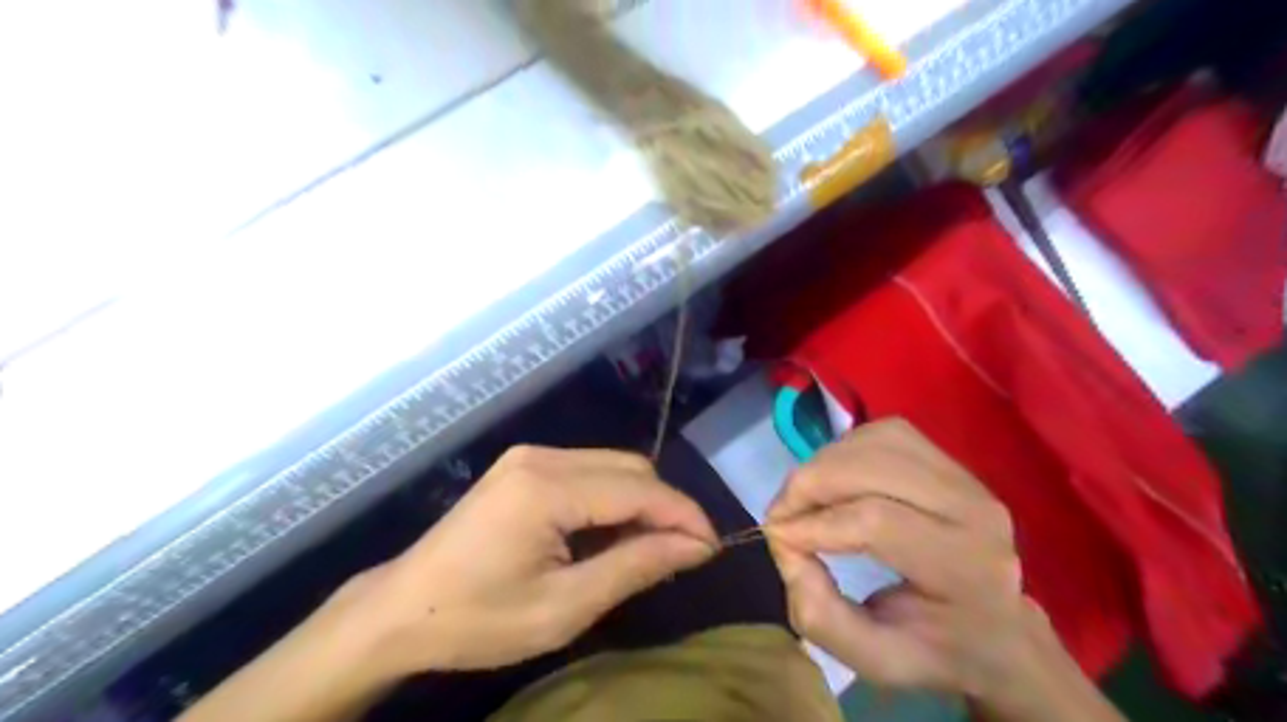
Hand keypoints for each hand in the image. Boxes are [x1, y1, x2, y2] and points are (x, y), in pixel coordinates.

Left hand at [317, 446, 718, 677]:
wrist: (400, 610)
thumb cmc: (478, 619)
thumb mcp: (563, 608)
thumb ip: (635, 567)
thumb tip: (695, 547)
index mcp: (547, 487)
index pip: (639, 488)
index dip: (684, 515)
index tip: (712, 547)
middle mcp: (542, 456)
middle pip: (631, 467)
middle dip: (666, 506)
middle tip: (683, 554)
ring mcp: (530, 455)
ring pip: (613, 465)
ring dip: (641, 502)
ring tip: (650, 549)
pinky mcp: (524, 465)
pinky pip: (588, 471)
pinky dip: (612, 498)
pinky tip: (611, 534)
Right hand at [768, 417, 1121, 720]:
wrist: (996, 627)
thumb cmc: (935, 648)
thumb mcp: (876, 660)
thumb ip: (821, 615)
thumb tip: (786, 546)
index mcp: (965, 568)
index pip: (876, 521)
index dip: (814, 524)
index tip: (776, 538)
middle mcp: (973, 509)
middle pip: (872, 468)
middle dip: (810, 484)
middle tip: (780, 514)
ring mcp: (964, 477)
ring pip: (875, 441)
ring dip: (824, 463)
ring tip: (803, 498)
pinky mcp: (947, 459)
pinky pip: (883, 434)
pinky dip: (844, 450)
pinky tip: (833, 480)